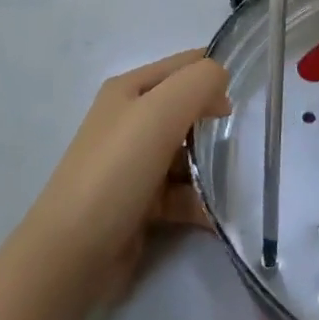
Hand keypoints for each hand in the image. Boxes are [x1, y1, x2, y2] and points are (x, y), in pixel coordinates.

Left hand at [14, 51, 230, 304]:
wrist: (72, 253)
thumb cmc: (117, 170)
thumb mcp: (160, 112)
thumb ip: (199, 83)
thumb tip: (221, 79)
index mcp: (129, 89)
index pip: (183, 65)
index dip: (214, 75)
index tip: (246, 98)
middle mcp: (130, 120)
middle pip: (186, 110)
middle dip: (215, 123)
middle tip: (242, 142)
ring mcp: (134, 163)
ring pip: (186, 153)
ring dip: (211, 167)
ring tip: (235, 183)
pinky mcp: (140, 203)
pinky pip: (181, 193)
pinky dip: (201, 202)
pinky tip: (219, 216)